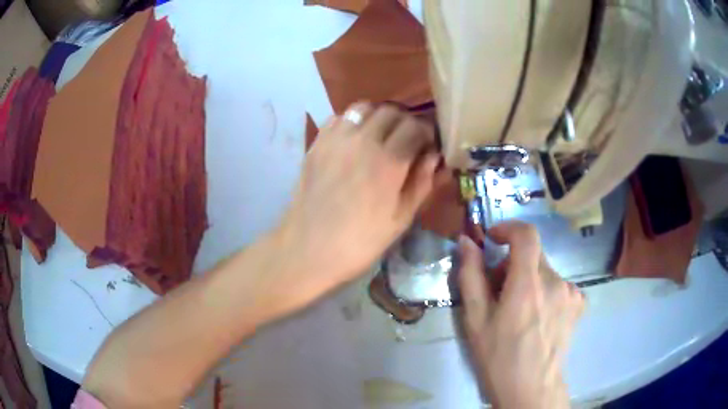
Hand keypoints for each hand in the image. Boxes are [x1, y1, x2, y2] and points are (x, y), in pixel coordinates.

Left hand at [276, 102, 440, 307]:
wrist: (308, 249)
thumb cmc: (360, 241)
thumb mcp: (401, 219)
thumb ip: (422, 183)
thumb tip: (434, 156)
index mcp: (389, 161)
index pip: (415, 126)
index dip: (426, 132)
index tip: (427, 145)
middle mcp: (363, 140)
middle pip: (391, 111)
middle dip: (405, 122)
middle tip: (406, 140)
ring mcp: (336, 139)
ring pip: (364, 108)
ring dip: (378, 116)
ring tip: (380, 135)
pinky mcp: (317, 143)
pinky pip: (338, 117)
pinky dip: (352, 121)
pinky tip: (354, 140)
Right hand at [458, 222, 584, 408]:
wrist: (531, 388)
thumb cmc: (499, 357)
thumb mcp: (476, 320)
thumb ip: (471, 276)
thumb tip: (466, 242)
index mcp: (528, 284)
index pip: (526, 234)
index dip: (508, 228)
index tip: (494, 240)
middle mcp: (555, 281)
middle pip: (533, 254)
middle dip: (512, 264)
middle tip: (499, 292)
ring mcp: (571, 292)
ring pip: (545, 270)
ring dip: (529, 279)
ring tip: (519, 311)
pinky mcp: (580, 302)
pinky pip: (559, 284)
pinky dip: (546, 291)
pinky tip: (539, 317)